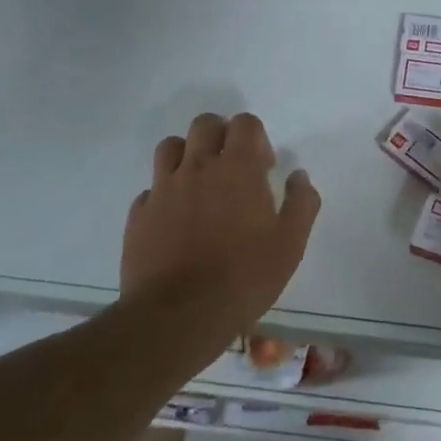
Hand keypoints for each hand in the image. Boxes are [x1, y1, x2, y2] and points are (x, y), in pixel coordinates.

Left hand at [122, 112, 320, 331]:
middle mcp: (198, 167)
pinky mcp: (140, 215)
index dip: (256, 137)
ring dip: (188, 155)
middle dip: (221, 135)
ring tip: (199, 184)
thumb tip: (299, 176)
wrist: (179, 316)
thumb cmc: (244, 277)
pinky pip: (150, 189)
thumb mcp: (290, 244)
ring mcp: (164, 189)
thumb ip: (301, 203)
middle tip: (232, 167)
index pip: (245, 124)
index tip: (263, 168)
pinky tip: (174, 219)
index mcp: (238, 168)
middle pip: (205, 124)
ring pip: (170, 147)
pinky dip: (164, 195)